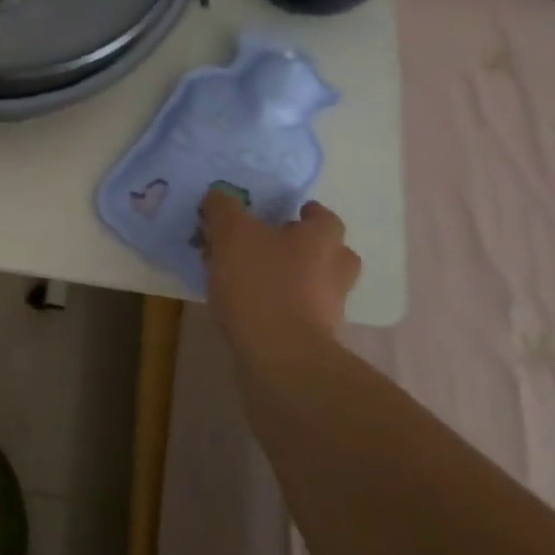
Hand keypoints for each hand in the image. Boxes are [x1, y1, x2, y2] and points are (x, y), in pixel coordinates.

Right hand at [201, 193, 360, 377]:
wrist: (281, 358)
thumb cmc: (261, 284)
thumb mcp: (231, 234)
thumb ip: (224, 209)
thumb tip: (219, 196)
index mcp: (322, 239)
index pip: (323, 216)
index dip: (303, 212)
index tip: (280, 214)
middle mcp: (335, 270)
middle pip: (327, 251)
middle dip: (301, 247)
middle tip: (268, 246)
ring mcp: (330, 308)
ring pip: (315, 283)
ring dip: (291, 278)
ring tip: (251, 278)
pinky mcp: (316, 338)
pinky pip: (300, 312)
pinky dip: (281, 307)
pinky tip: (250, 307)